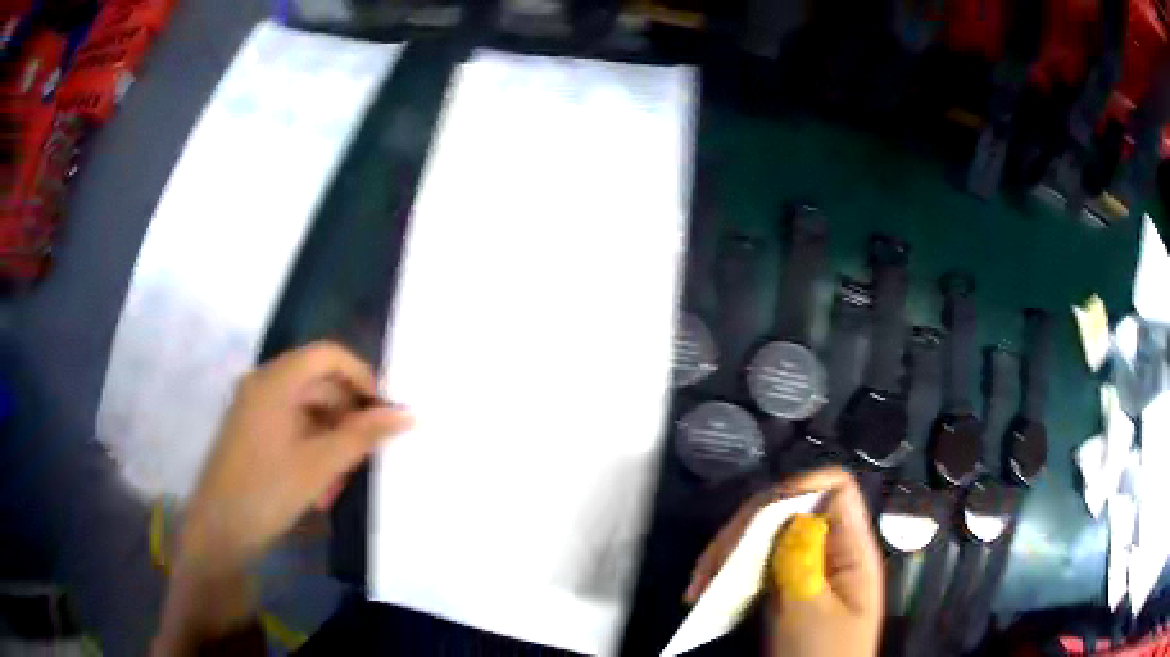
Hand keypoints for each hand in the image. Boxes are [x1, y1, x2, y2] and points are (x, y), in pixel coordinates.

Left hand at [177, 341, 413, 574]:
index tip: (384, 412)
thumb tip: (406, 414)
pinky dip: (312, 451)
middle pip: (319, 384)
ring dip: (331, 443)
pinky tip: (321, 489)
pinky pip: (292, 429)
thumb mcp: (320, 465)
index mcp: (275, 380)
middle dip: (347, 420)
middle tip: (366, 458)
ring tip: (340, 484)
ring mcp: (255, 408)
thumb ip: (363, 435)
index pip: (328, 355)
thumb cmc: (267, 491)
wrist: (219, 530)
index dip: (362, 377)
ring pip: (308, 412)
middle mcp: (263, 384)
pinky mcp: (252, 432)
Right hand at [685, 467, 882, 656]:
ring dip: (729, 552)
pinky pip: (755, 565)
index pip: (834, 489)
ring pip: (766, 536)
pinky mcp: (784, 589)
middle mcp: (828, 552)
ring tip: (700, 586)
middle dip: (746, 528)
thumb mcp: (812, 615)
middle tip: (712, 567)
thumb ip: (804, 563)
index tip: (754, 522)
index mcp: (850, 550)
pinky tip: (706, 592)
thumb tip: (790, 517)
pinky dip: (727, 573)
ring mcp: (804, 571)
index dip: (797, 489)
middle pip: (790, 509)